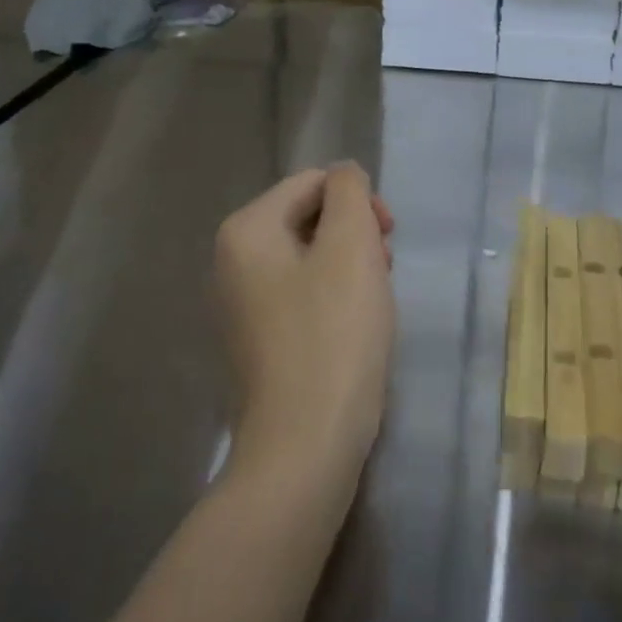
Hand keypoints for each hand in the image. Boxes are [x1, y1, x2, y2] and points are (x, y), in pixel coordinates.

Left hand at [214, 164, 394, 487]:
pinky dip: (336, 298)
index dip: (358, 202)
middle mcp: (233, 261)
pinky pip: (304, 293)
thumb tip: (344, 175)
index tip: (388, 239)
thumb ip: (349, 193)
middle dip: (355, 235)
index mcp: (246, 230)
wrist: (305, 446)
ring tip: (373, 302)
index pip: (314, 182)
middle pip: (310, 217)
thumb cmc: (333, 335)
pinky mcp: (261, 339)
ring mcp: (243, 303)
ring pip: (312, 256)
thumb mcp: (351, 247)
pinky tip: (355, 328)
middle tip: (383, 271)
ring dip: (351, 266)